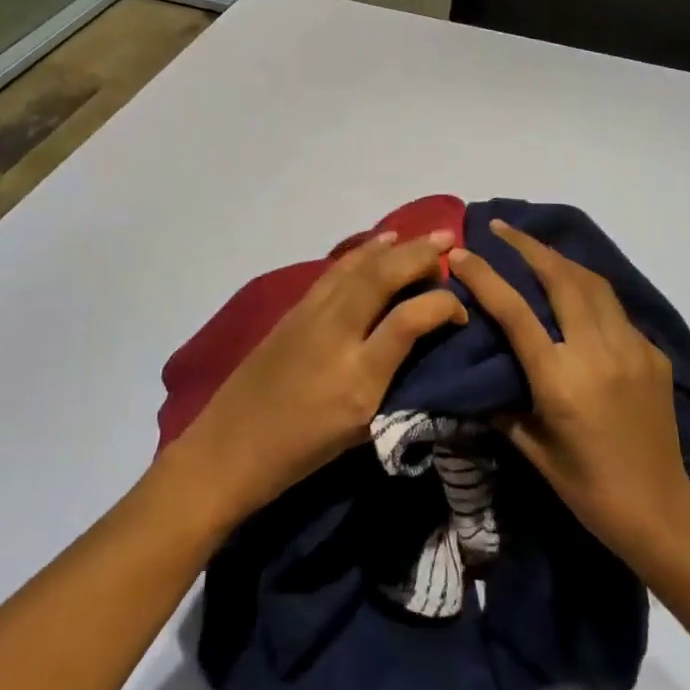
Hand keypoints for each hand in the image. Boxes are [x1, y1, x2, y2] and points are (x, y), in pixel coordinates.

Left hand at [174, 230, 465, 523]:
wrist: (229, 447)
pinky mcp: (294, 309)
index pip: (409, 320)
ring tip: (422, 236)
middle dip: (420, 256)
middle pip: (383, 278)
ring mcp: (311, 316)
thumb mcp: (360, 431)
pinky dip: (362, 253)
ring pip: (358, 267)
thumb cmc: (301, 452)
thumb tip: (421, 344)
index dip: (442, 305)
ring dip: (394, 247)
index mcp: (358, 378)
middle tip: (448, 242)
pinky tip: (378, 244)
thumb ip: (394, 384)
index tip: (460, 308)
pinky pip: (336, 271)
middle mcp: (336, 335)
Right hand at [448, 220, 689, 560]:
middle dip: (528, 246)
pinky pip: (615, 309)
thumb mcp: (531, 448)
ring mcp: (631, 348)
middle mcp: (597, 352)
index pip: (515, 311)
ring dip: (560, 259)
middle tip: (501, 228)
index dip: (486, 276)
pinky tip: (576, 294)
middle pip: (561, 278)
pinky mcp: (653, 353)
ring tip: (535, 247)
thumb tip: (475, 375)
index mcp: (560, 378)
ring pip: (593, 283)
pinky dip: (590, 291)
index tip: (462, 252)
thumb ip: (500, 405)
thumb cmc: (585, 486)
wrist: (658, 509)